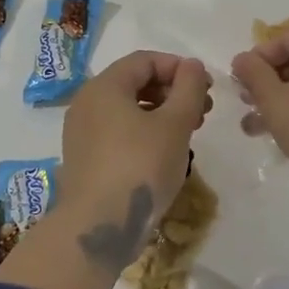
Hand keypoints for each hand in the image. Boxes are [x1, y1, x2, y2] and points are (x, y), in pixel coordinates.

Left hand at [57, 51, 212, 273]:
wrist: (98, 227)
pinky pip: (117, 132)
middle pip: (134, 83)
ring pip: (127, 110)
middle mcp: (87, 103)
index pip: (144, 60)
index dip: (179, 68)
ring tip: (189, 134)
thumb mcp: (175, 125)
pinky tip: (164, 154)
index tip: (206, 88)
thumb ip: (189, 89)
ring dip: (161, 114)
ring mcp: (81, 133)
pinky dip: (143, 133)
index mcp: (104, 86)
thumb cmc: (140, 167)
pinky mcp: (84, 159)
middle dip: (172, 92)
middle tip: (203, 112)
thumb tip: (193, 65)